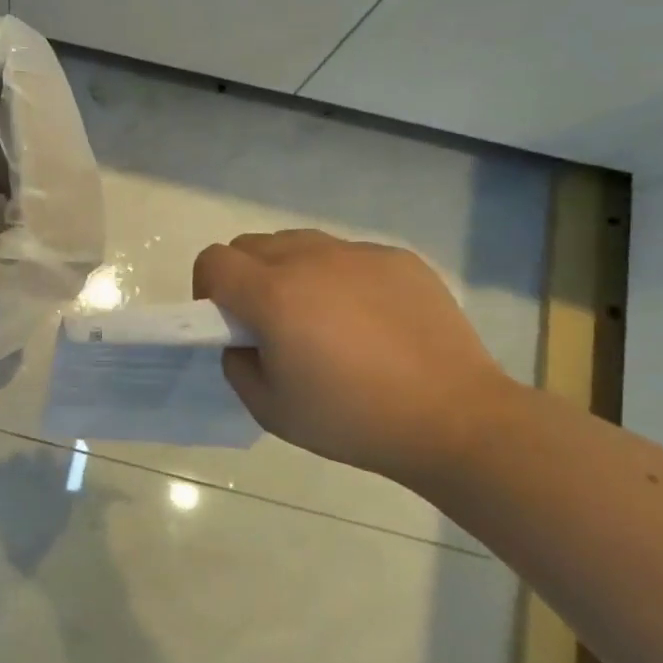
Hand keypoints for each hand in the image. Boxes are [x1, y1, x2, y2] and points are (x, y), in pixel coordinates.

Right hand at [193, 230, 516, 482]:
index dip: (206, 288)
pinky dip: (339, 277)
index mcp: (272, 295)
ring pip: (298, 243)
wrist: (455, 419)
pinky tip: (368, 320)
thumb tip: (242, 340)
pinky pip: (347, 255)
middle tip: (268, 322)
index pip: (213, 261)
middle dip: (243, 276)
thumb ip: (237, 364)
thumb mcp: (270, 409)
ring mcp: (357, 254)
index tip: (225, 321)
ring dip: (288, 271)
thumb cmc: (353, 419)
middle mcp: (310, 260)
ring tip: (319, 317)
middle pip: (250, 245)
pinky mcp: (398, 258)